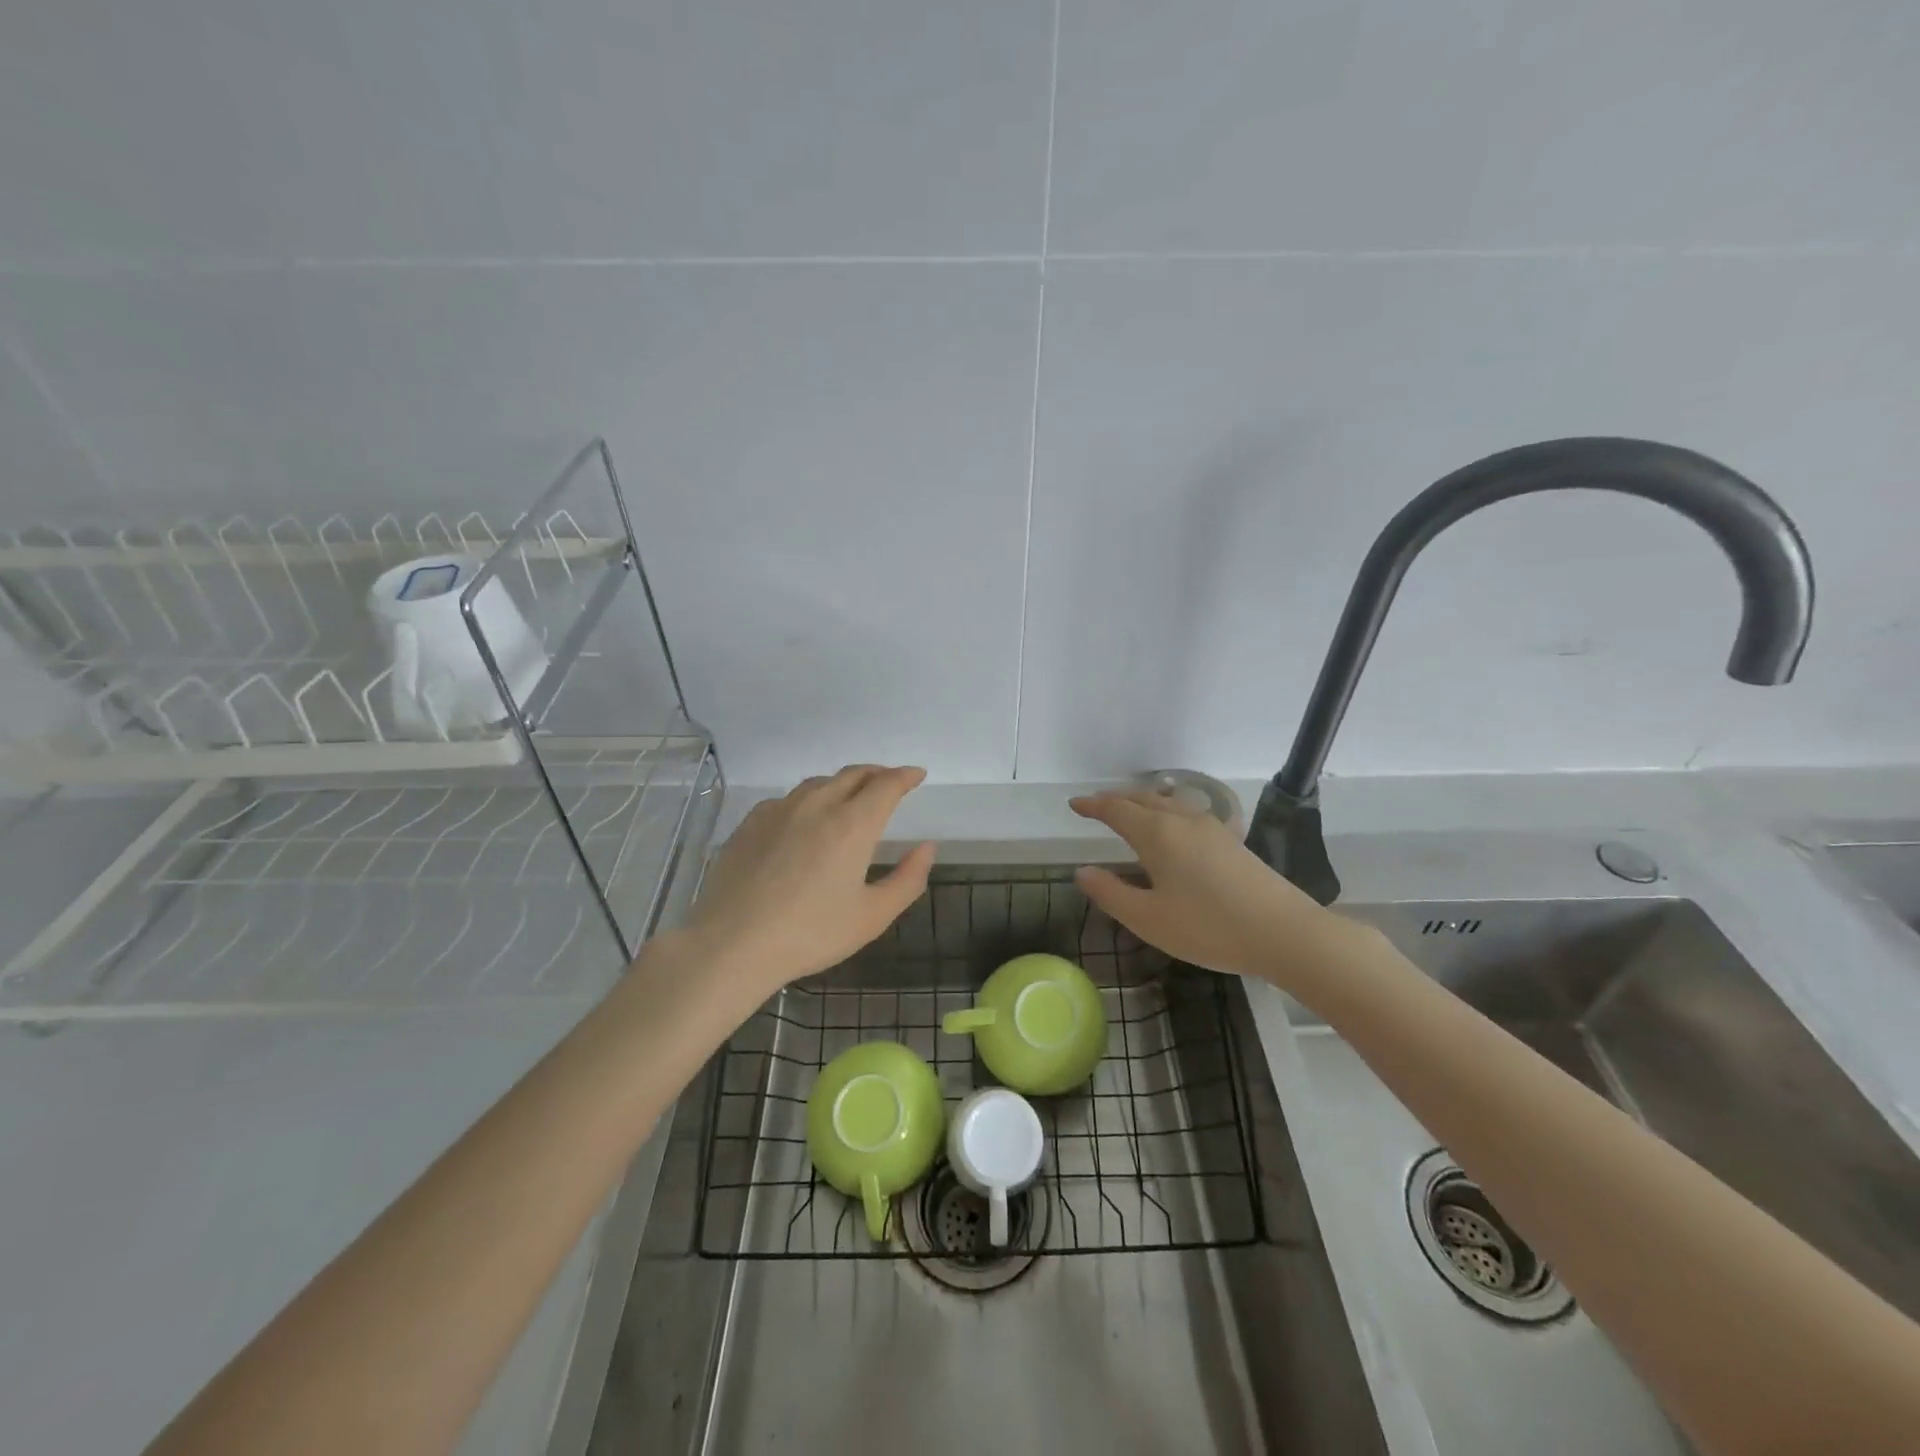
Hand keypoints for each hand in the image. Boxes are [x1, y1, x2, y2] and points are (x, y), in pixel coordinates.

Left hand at [677, 764, 934, 1001]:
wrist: (732, 944)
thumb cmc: (810, 934)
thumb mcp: (872, 916)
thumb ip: (908, 879)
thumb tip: (927, 847)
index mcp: (852, 824)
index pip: (886, 784)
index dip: (905, 776)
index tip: (917, 775)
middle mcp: (818, 804)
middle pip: (854, 774)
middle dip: (877, 774)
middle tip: (889, 783)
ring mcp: (780, 809)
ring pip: (819, 782)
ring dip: (843, 783)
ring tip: (850, 798)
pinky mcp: (751, 822)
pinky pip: (788, 799)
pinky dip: (809, 799)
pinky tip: (804, 820)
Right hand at [1069, 788, 1323, 977]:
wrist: (1284, 932)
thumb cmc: (1208, 927)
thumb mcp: (1149, 919)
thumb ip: (1111, 893)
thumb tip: (1083, 871)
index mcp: (1157, 834)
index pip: (1116, 810)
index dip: (1093, 806)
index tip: (1075, 804)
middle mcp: (1183, 820)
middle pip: (1143, 799)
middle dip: (1116, 800)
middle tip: (1096, 805)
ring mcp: (1211, 828)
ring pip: (1167, 803)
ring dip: (1142, 802)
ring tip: (1130, 811)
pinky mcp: (1231, 841)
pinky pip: (1186, 812)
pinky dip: (1165, 811)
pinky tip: (1171, 829)